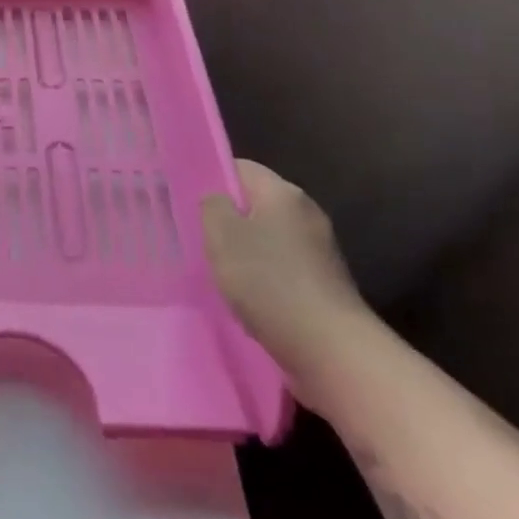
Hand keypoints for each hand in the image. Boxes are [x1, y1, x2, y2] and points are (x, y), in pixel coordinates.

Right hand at [202, 161, 369, 376]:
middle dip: (226, 219)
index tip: (186, 201)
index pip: (239, 168)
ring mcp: (319, 250)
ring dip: (244, 252)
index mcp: (283, 192)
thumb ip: (211, 206)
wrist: (332, 350)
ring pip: (267, 238)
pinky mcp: (324, 283)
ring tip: (218, 272)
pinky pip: (283, 267)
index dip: (210, 179)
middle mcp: (306, 213)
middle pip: (255, 203)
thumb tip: (217, 199)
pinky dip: (264, 278)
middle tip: (197, 238)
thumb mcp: (222, 235)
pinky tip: (248, 299)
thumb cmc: (269, 282)